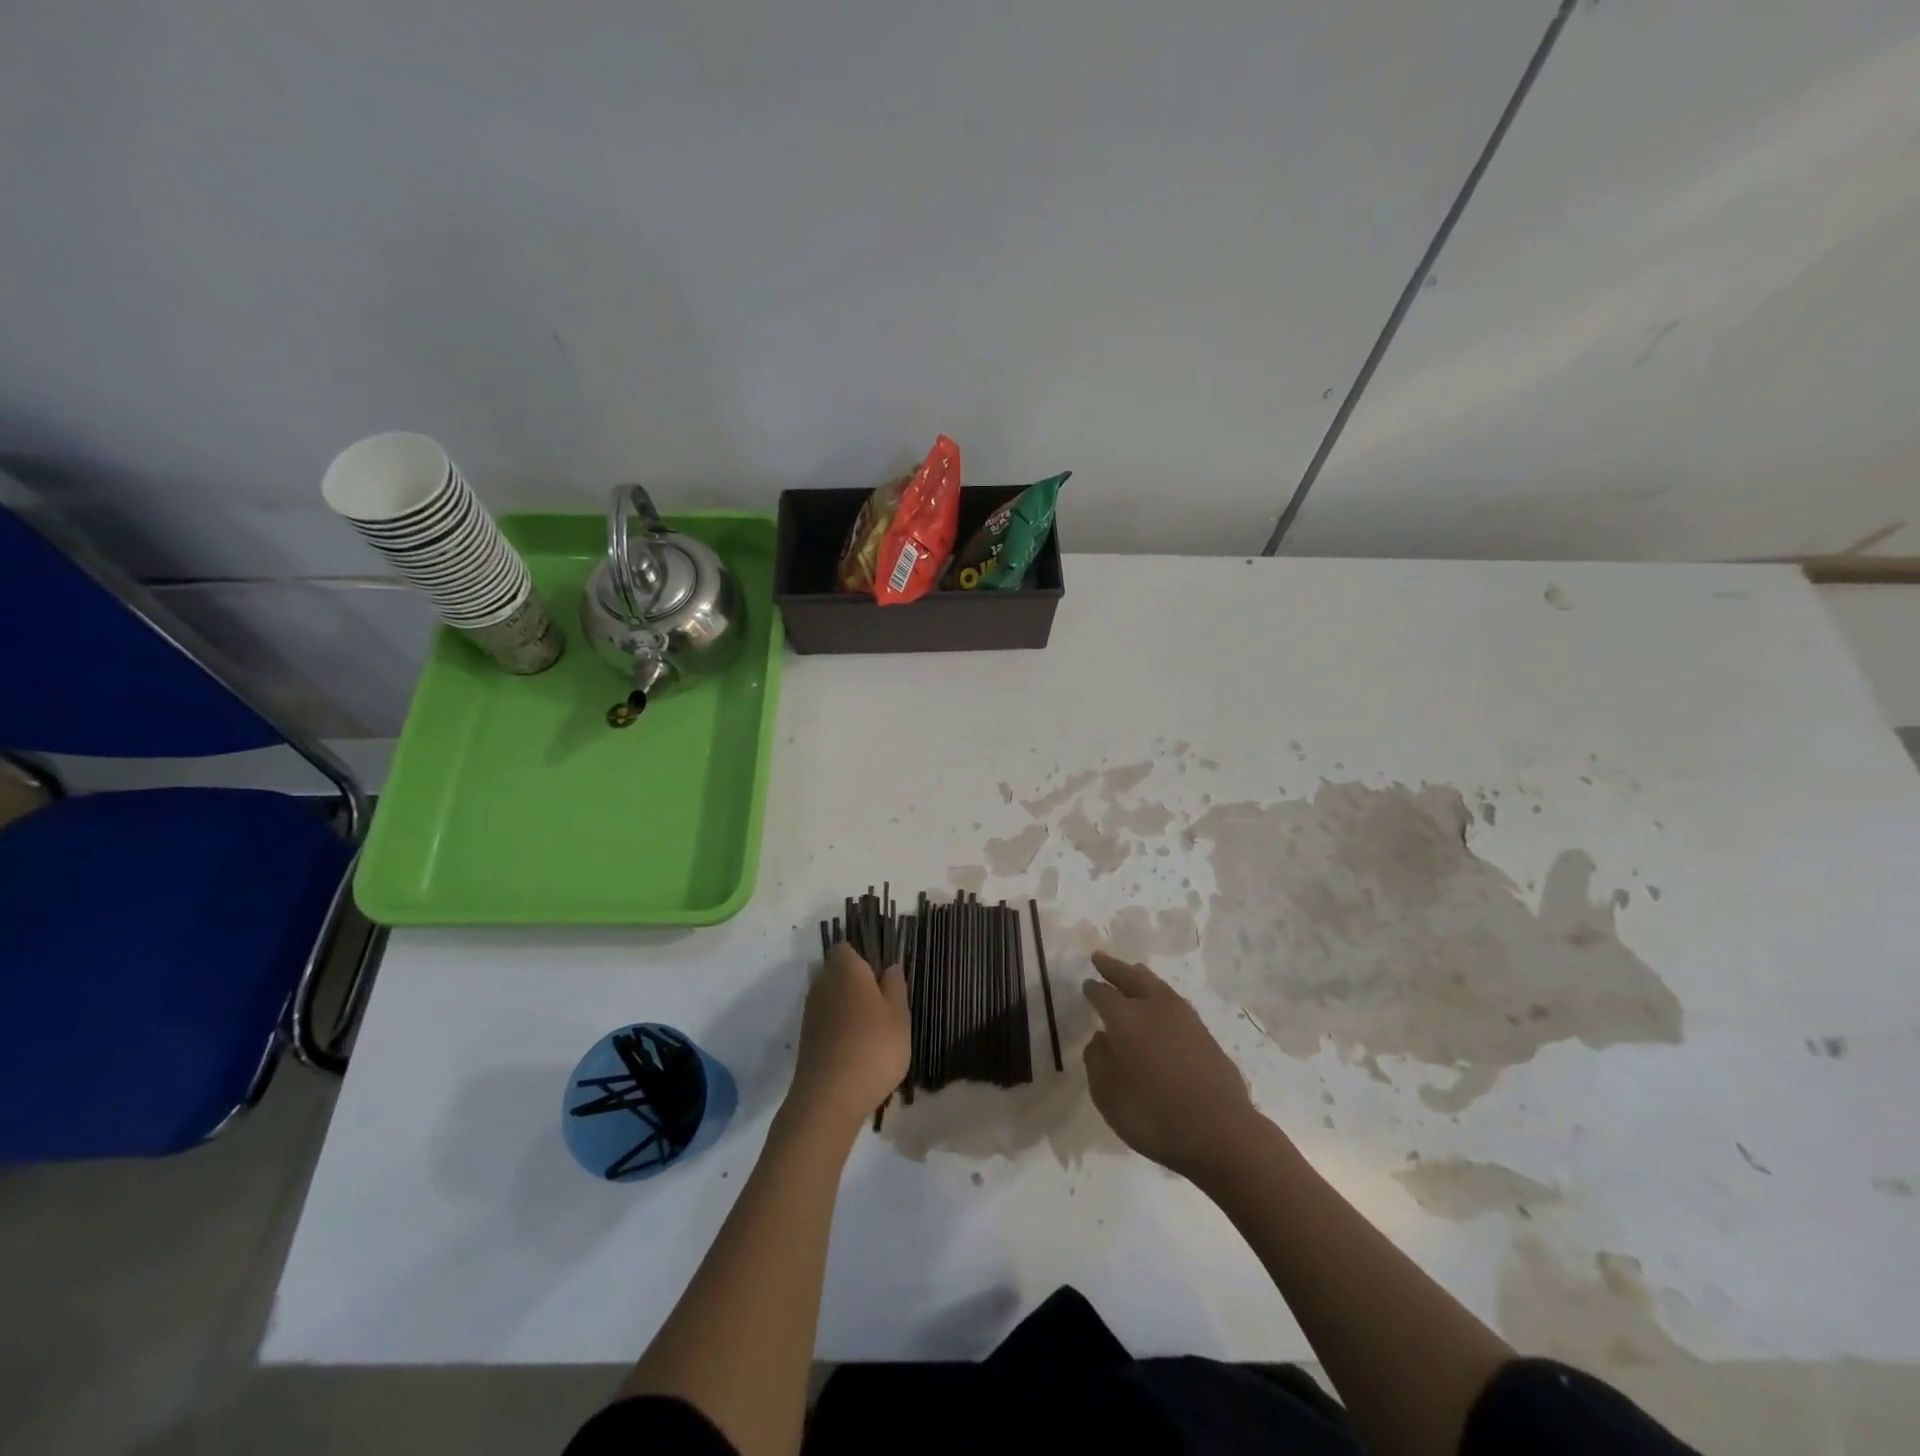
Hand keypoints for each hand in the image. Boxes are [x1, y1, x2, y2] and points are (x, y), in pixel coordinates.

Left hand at [788, 942, 909, 1133]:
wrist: (829, 1098)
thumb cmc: (873, 1047)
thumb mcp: (899, 1014)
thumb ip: (895, 985)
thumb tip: (889, 967)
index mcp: (845, 968)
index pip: (848, 947)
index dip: (865, 957)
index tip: (884, 976)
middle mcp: (822, 983)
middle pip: (839, 972)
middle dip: (858, 983)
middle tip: (885, 1005)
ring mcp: (811, 1011)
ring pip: (833, 997)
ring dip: (849, 1007)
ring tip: (875, 1030)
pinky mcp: (807, 1038)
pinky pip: (827, 1020)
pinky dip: (840, 1028)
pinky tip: (858, 1048)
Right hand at [1083, 950, 1258, 1180]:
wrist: (1220, 1131)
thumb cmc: (1154, 1115)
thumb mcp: (1108, 1095)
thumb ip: (1097, 1062)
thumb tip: (1100, 1039)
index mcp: (1125, 1019)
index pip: (1103, 995)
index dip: (1093, 989)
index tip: (1086, 984)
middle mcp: (1154, 1009)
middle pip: (1132, 978)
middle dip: (1115, 968)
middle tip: (1100, 958)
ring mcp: (1184, 1019)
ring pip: (1157, 986)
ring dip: (1141, 977)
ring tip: (1133, 971)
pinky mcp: (1205, 1035)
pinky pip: (1176, 1003)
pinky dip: (1162, 996)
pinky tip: (1162, 1005)